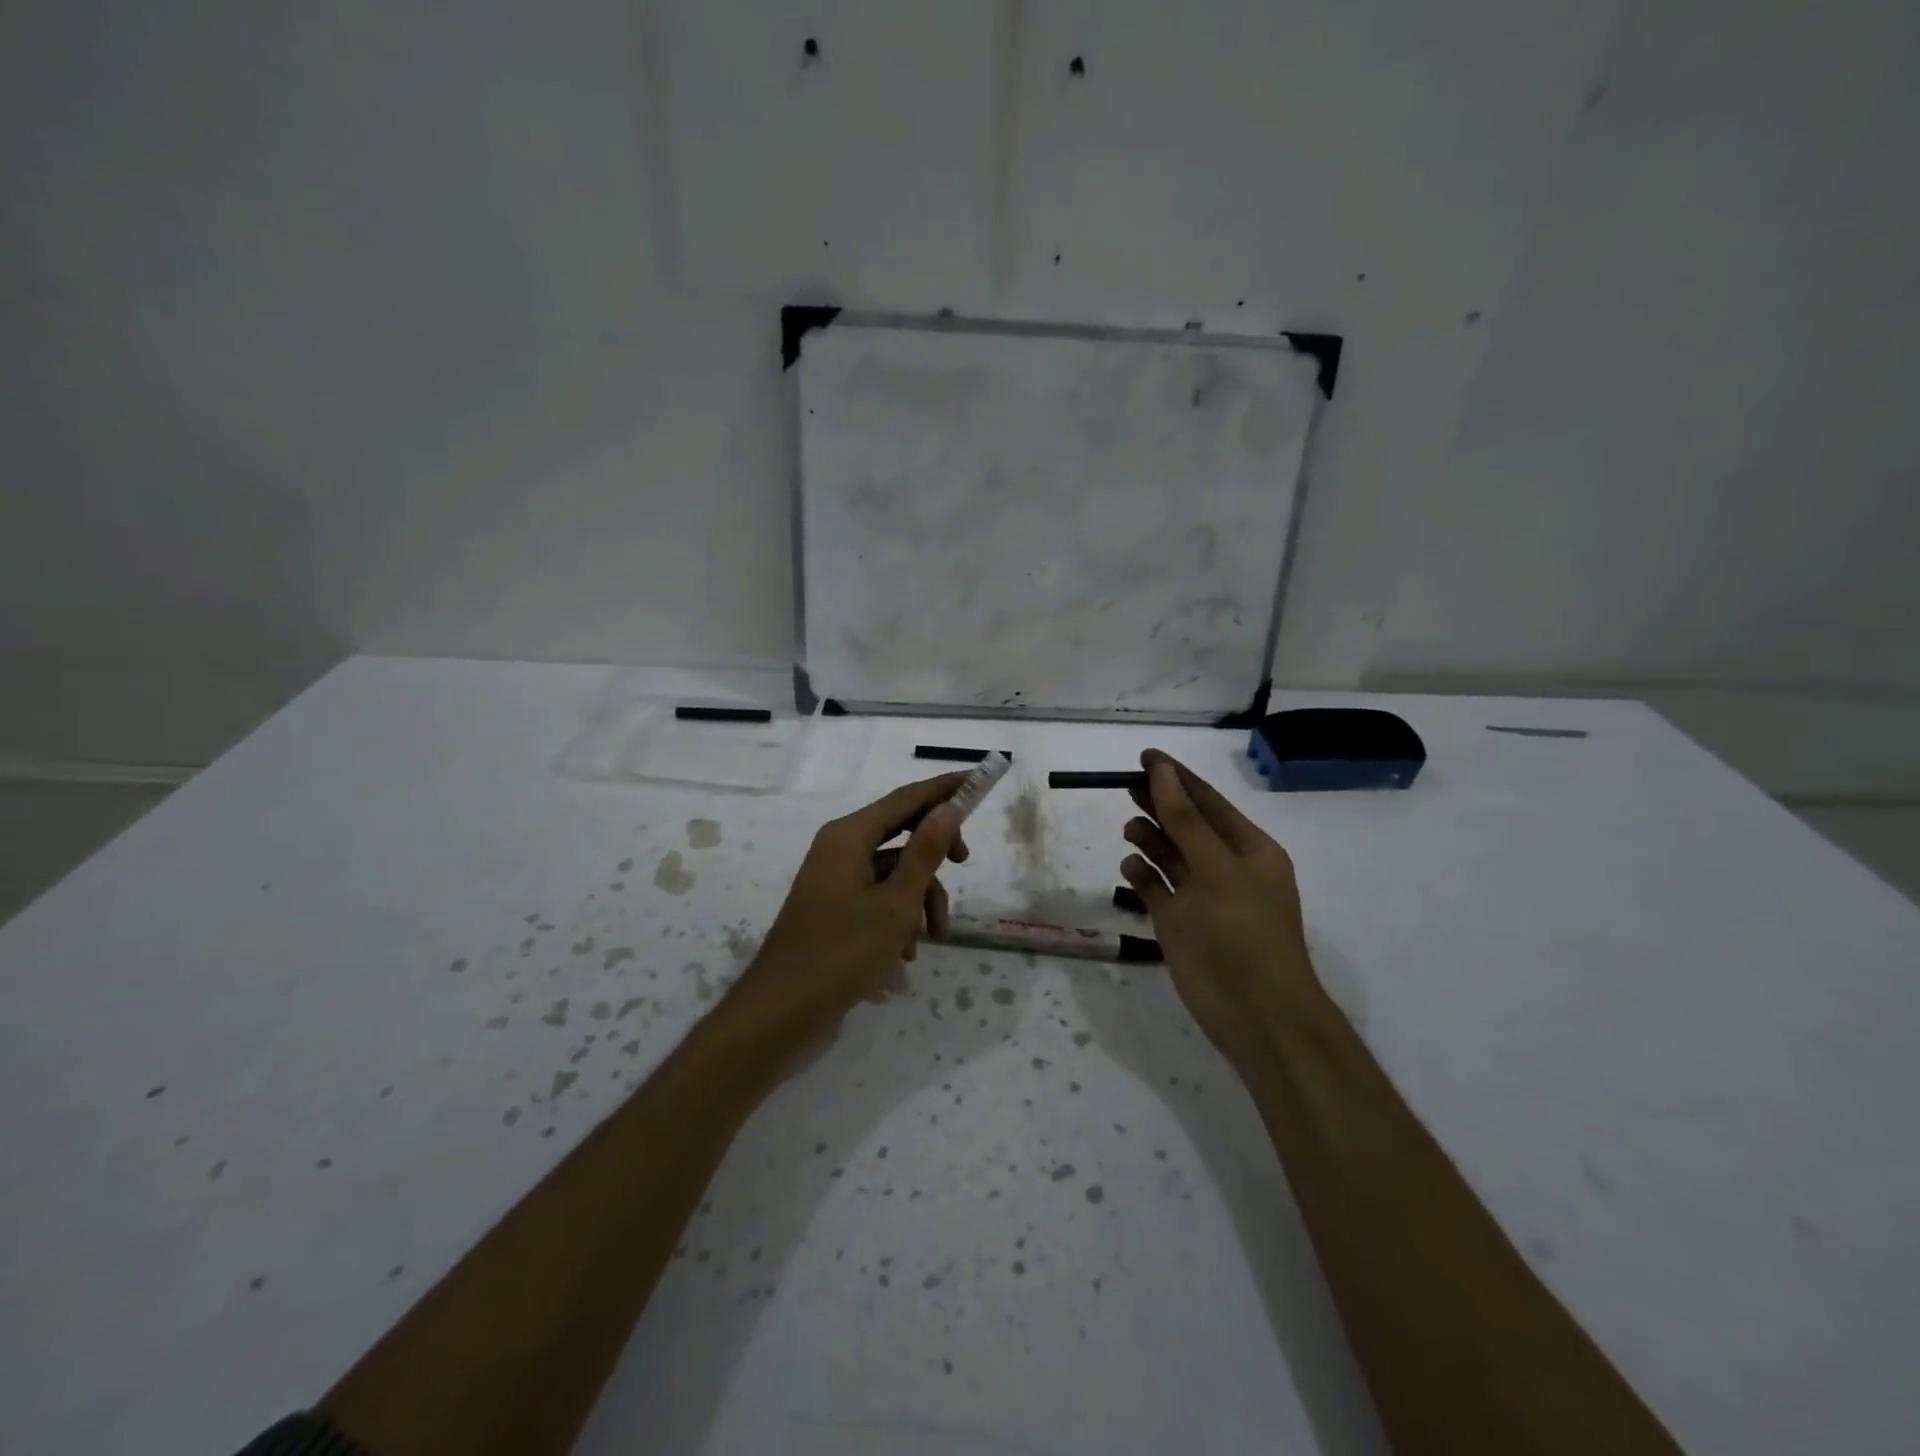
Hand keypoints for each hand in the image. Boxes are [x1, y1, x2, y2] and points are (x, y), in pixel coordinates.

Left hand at [729, 773, 969, 1039]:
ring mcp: (836, 878)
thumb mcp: (895, 904)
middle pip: (902, 831)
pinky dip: (899, 916)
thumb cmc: (840, 953)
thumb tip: (948, 807)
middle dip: (936, 852)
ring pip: (895, 870)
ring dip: (921, 897)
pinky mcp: (836, 906)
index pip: (907, 798)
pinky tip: (906, 952)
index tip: (979, 779)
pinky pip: (879, 895)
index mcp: (849, 836)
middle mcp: (840, 847)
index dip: (945, 788)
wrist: (781, 1012)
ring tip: (932, 936)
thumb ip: (925, 852)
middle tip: (964, 863)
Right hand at [1119, 749, 1327, 1067]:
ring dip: (1149, 838)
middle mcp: (1224, 866)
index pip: (1207, 801)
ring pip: (1168, 854)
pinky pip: (1155, 887)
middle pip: (1184, 823)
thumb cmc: (1243, 932)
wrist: (1256, 1013)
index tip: (1144, 756)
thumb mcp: (1217, 868)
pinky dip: (1140, 875)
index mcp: (1248, 849)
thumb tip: (1163, 773)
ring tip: (1130, 829)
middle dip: (1158, 802)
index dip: (1177, 777)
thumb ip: (1186, 820)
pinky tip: (1130, 867)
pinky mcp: (1177, 922)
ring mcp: (1200, 896)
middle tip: (1124, 784)